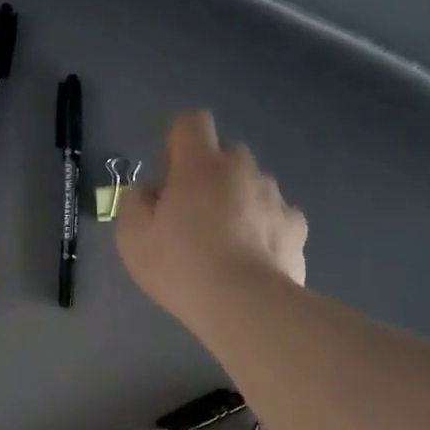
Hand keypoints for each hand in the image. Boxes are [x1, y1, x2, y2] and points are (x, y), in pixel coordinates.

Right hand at [117, 111, 306, 323]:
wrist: (245, 306)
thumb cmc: (180, 266)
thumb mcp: (132, 237)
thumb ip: (135, 202)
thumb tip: (150, 191)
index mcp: (201, 164)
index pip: (191, 122)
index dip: (177, 142)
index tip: (169, 177)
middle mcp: (243, 169)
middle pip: (224, 155)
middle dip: (208, 177)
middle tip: (190, 220)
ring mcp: (275, 197)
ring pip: (251, 187)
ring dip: (237, 204)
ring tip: (224, 249)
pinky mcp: (297, 228)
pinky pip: (275, 218)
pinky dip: (263, 231)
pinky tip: (251, 262)